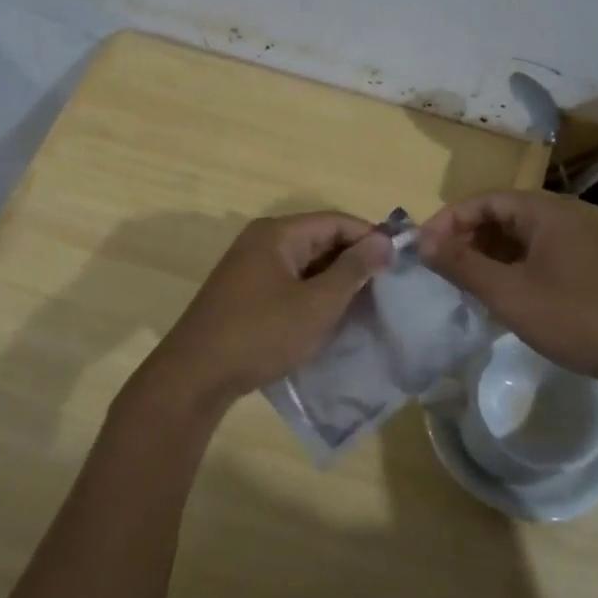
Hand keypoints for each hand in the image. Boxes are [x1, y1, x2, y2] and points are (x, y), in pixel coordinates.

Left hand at [131, 212, 391, 415]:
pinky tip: (331, 315)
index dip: (370, 237)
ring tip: (367, 302)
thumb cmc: (261, 334)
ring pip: (305, 263)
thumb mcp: (316, 304)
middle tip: (388, 285)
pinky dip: (313, 293)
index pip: (336, 221)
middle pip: (320, 239)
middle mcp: (262, 241)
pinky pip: (289, 282)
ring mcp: (250, 268)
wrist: (196, 376)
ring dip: (335, 279)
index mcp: (277, 233)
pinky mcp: (245, 293)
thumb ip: (353, 270)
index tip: (401, 260)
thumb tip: (384, 239)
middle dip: (354, 259)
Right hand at [417, 190, 597, 390]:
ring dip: (487, 257)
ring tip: (463, 286)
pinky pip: (537, 257)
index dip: (447, 221)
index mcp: (544, 212)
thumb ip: (462, 265)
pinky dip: (511, 270)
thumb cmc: (576, 318)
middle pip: (501, 217)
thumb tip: (421, 241)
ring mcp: (579, 243)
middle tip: (438, 270)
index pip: (483, 201)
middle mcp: (562, 218)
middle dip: (465, 240)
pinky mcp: (588, 268)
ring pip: (519, 240)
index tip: (421, 249)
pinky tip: (501, 298)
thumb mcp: (509, 293)